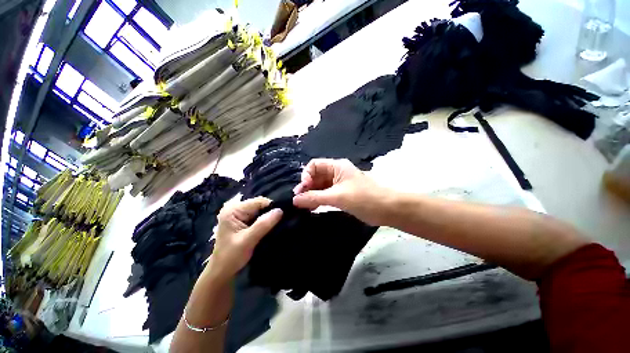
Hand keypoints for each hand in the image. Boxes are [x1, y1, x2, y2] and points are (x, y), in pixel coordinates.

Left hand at [209, 197, 282, 280]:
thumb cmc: (231, 257)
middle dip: (270, 212)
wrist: (222, 272)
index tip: (283, 216)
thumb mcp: (248, 240)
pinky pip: (258, 216)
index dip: (271, 207)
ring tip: (278, 223)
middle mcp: (235, 208)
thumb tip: (280, 210)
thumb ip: (263, 224)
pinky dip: (265, 221)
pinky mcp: (243, 221)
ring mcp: (239, 215)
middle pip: (260, 205)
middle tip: (282, 220)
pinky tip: (271, 226)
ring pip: (260, 211)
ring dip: (269, 217)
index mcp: (233, 210)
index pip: (258, 202)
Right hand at [293, 159, 388, 225]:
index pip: (314, 165)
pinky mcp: (342, 195)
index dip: (306, 175)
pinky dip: (318, 200)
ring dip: (311, 195)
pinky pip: (326, 195)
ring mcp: (339, 184)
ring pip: (320, 187)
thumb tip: (294, 200)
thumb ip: (314, 197)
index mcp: (336, 166)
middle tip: (299, 201)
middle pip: (315, 176)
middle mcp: (336, 173)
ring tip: (303, 206)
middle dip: (306, 187)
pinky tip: (312, 208)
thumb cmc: (364, 197)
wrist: (388, 208)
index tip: (303, 189)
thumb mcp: (337, 196)